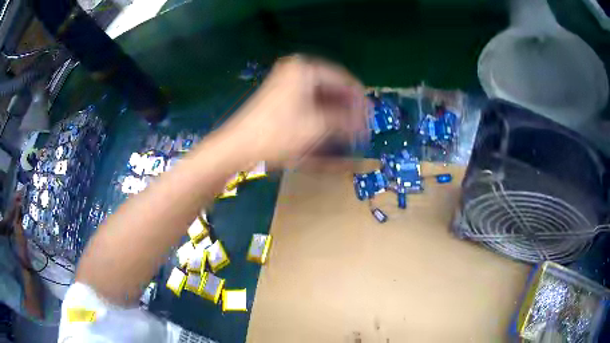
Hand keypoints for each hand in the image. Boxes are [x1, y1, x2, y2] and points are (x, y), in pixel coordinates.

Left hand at [223, 56, 369, 167]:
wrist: (237, 146)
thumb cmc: (278, 133)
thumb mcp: (318, 126)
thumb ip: (345, 121)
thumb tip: (363, 123)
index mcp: (306, 68)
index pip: (344, 79)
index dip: (359, 100)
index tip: (369, 118)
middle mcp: (296, 70)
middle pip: (332, 87)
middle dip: (347, 109)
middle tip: (359, 128)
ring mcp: (286, 83)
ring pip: (321, 96)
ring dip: (335, 114)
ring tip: (347, 133)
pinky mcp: (280, 97)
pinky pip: (308, 103)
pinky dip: (320, 116)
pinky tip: (329, 130)